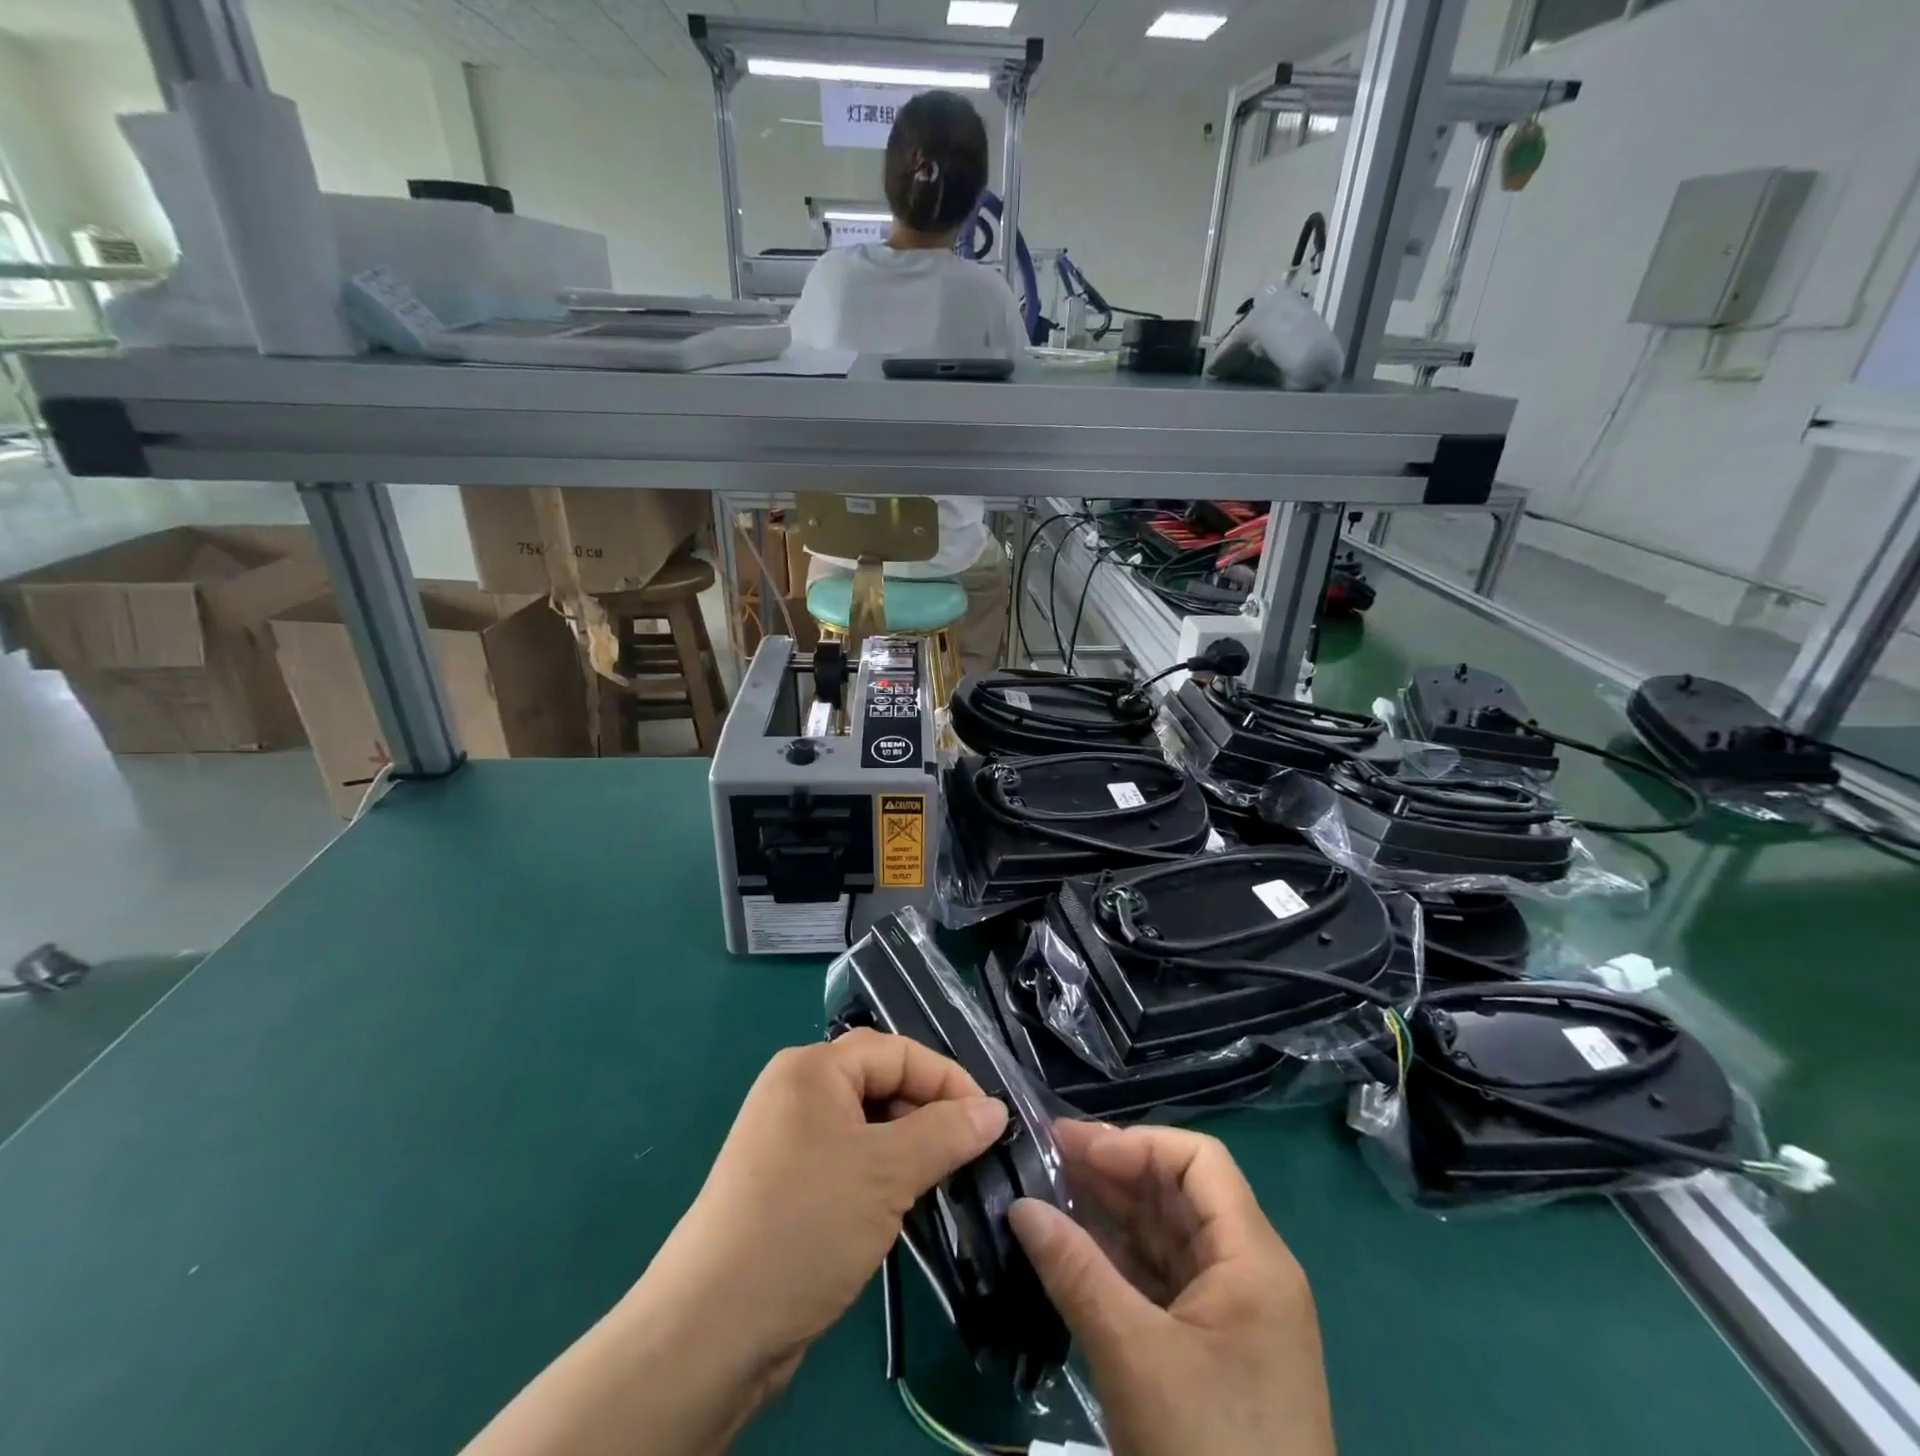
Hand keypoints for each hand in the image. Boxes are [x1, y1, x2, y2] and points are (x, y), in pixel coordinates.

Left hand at [647, 1028, 1010, 1379]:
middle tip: (971, 1151)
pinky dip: (882, 1174)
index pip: (897, 1052)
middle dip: (928, 1112)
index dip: (947, 1079)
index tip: (991, 1120)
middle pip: (880, 1083)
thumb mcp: (887, 1172)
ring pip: (867, 1125)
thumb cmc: (806, 1224)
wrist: (712, 1330)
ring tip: (945, 1179)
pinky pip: (849, 1159)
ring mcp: (788, 1140)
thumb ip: (946, 1133)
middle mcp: (797, 1092)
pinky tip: (904, 1205)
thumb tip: (995, 1108)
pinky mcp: (787, 1185)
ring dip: (909, 1146)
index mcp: (812, 1068)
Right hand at [1009, 1122, 1333, 1455]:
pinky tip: (1072, 1248)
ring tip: (1048, 1193)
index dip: (1137, 1144)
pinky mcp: (1210, 1352)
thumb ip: (1075, 1270)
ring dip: (1110, 1213)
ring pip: (1165, 1236)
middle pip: (1178, 1193)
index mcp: (1252, 1257)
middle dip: (1113, 1171)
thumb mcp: (1134, 1357)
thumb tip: (1019, 1206)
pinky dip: (1118, 1259)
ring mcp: (1230, 1315)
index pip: (1198, 1160)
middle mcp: (1248, 1272)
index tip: (1077, 1150)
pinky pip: (1161, 1280)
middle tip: (1045, 1159)